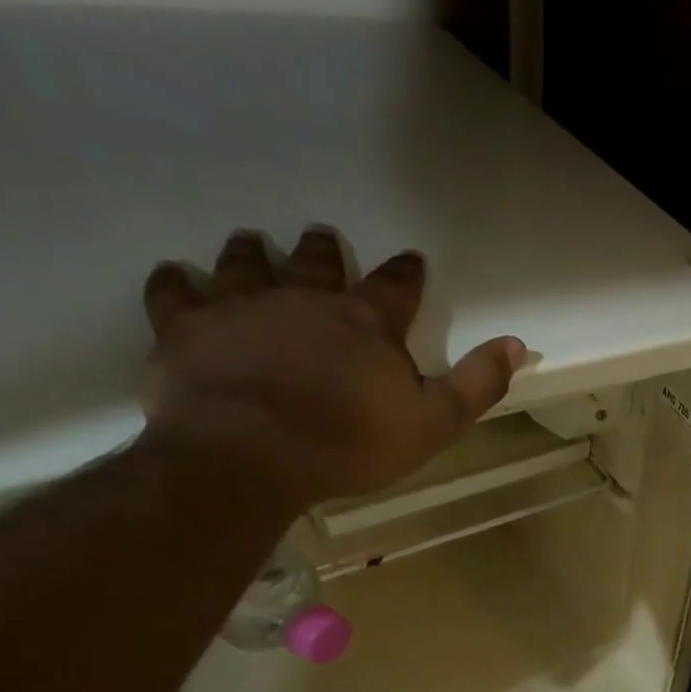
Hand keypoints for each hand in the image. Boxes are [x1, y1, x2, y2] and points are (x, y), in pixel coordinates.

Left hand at [142, 226, 526, 507]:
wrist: (252, 455)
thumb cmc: (352, 443)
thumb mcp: (434, 422)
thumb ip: (476, 383)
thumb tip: (516, 343)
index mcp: (366, 323)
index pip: (395, 287)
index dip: (406, 273)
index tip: (410, 259)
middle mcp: (303, 300)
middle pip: (314, 262)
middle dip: (321, 249)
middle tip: (320, 237)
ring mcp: (240, 307)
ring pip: (243, 263)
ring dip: (250, 252)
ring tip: (250, 242)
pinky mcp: (187, 329)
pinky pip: (174, 292)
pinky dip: (175, 283)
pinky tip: (176, 278)